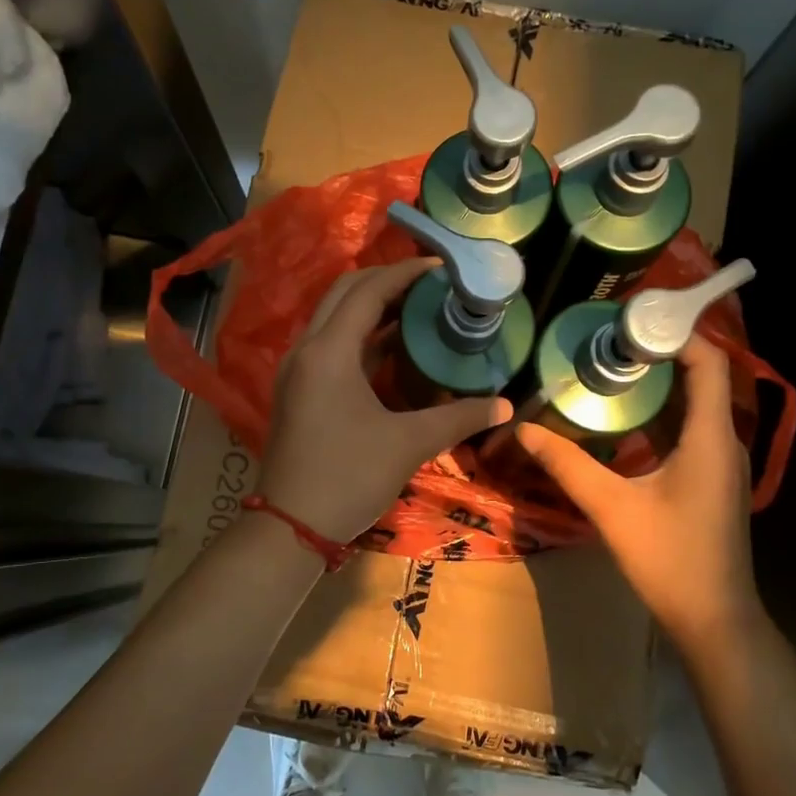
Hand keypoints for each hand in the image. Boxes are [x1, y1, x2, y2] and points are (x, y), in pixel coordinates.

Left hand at [257, 259, 511, 542]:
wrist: (290, 528)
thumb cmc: (348, 477)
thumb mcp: (409, 444)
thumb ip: (459, 417)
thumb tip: (505, 406)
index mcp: (329, 351)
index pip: (368, 291)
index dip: (405, 273)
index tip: (441, 267)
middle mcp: (306, 350)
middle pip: (344, 294)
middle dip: (386, 282)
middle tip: (430, 285)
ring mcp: (296, 371)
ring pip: (333, 319)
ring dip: (371, 308)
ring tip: (418, 310)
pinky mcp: (297, 391)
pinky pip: (330, 345)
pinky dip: (360, 337)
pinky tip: (393, 349)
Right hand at [516, 335, 759, 651]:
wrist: (714, 619)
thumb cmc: (670, 559)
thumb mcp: (611, 508)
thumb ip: (568, 464)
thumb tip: (525, 428)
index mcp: (709, 436)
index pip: (708, 361)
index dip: (675, 332)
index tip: (630, 320)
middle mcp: (721, 440)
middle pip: (699, 376)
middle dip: (656, 353)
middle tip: (606, 340)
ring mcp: (719, 462)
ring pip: (692, 404)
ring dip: (656, 384)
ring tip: (608, 367)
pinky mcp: (710, 480)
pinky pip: (687, 430)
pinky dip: (658, 414)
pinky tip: (621, 418)